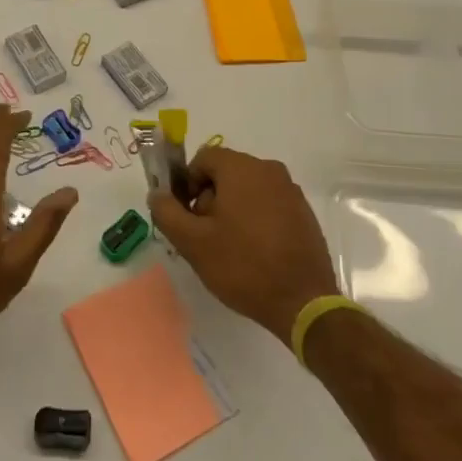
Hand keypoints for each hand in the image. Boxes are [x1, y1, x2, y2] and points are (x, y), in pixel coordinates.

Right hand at [148, 145, 338, 345]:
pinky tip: (254, 251)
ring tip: (229, 247)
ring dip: (232, 209)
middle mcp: (269, 170)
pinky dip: (256, 218)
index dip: (188, 182)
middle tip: (205, 235)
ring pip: (248, 189)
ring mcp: (291, 191)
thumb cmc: (243, 266)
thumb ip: (167, 212)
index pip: (204, 158)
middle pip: (227, 172)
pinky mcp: (304, 213)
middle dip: (210, 198)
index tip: (186, 215)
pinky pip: (269, 204)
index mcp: (242, 168)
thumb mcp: (193, 242)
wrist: (303, 302)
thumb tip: (157, 194)